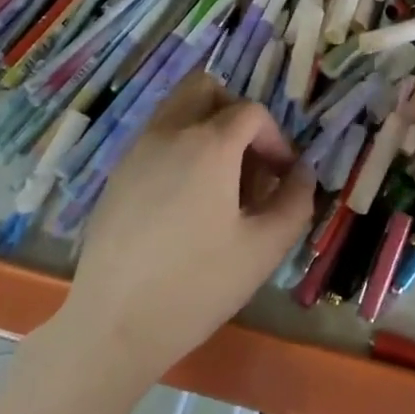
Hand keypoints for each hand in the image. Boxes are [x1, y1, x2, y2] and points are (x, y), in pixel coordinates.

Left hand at [63, 73, 316, 380]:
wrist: (112, 325)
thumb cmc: (196, 285)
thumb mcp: (264, 249)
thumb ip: (295, 202)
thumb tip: (302, 173)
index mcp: (209, 144)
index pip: (252, 112)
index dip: (276, 139)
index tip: (282, 177)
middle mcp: (170, 132)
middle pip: (206, 88)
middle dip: (235, 113)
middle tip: (248, 159)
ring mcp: (137, 150)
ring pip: (177, 108)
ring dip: (206, 126)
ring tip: (218, 181)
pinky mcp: (117, 174)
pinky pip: (156, 137)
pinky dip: (179, 147)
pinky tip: (184, 201)